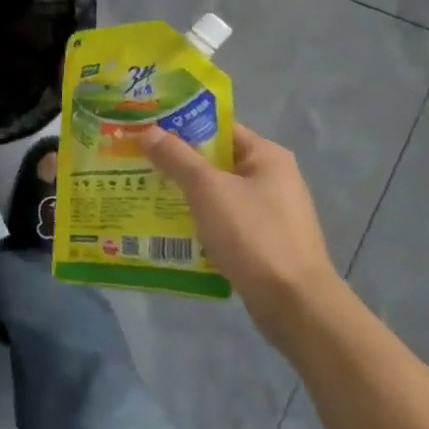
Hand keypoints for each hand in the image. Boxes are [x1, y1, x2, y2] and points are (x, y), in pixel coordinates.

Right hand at [139, 124, 346, 343]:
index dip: (181, 126)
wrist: (293, 302)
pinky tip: (167, 228)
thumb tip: (148, 130)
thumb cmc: (253, 234)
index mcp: (267, 156)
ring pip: (216, 194)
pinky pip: (221, 222)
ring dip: (183, 194)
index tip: (145, 129)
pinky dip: (196, 221)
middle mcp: (272, 179)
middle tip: (134, 162)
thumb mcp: (208, 189)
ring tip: (142, 194)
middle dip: (176, 163)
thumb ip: (176, 158)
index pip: (219, 129)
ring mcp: (268, 213)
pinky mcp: (261, 243)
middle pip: (215, 161)